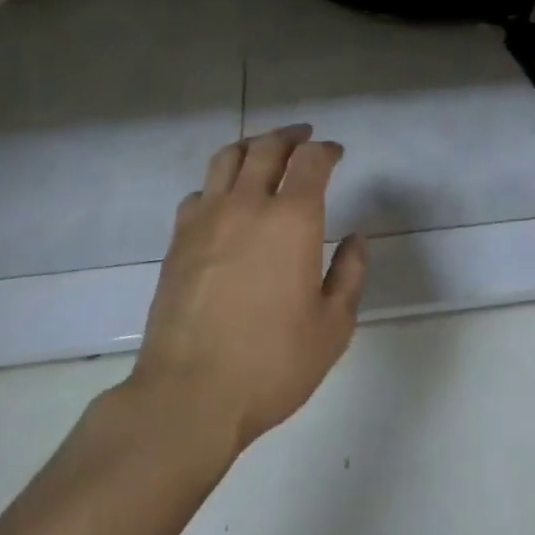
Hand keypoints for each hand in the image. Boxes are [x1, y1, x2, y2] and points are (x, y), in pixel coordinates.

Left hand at [129, 124, 366, 453]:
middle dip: (290, 136)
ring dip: (252, 146)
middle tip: (303, 138)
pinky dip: (218, 183)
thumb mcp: (332, 327)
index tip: (335, 153)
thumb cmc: (271, 364)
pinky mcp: (179, 240)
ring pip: (228, 158)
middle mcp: (249, 204)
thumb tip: (356, 238)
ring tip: (264, 150)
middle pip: (268, 147)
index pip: (311, 160)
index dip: (326, 150)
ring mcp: (208, 218)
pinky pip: (200, 192)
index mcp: (292, 218)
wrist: (188, 397)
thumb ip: (350, 274)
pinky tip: (224, 198)